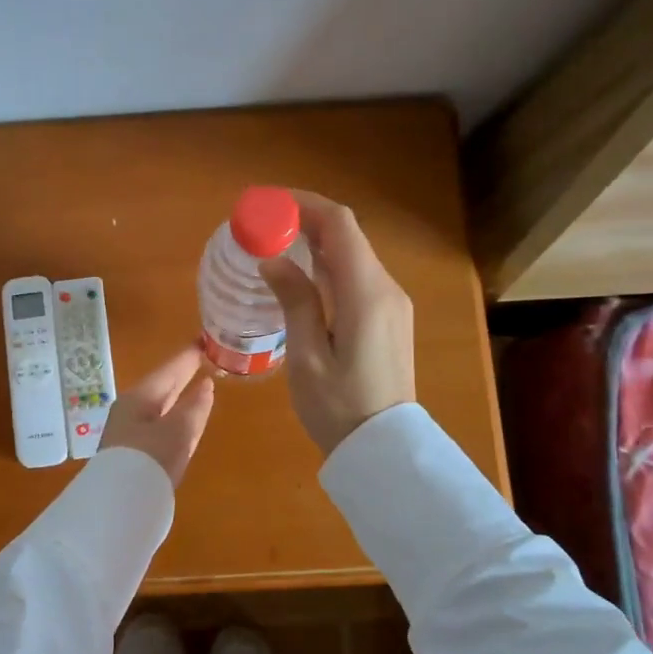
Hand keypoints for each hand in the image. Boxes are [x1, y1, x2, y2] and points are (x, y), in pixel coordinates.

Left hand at [97, 345, 215, 486]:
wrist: (120, 507)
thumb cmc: (149, 459)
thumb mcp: (178, 431)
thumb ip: (194, 408)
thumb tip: (206, 386)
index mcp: (138, 399)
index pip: (168, 371)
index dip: (187, 357)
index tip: (203, 342)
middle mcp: (131, 412)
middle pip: (161, 388)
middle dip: (182, 376)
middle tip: (203, 360)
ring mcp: (132, 435)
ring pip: (161, 409)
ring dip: (179, 398)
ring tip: (199, 386)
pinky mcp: (136, 456)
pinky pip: (160, 427)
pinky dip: (176, 418)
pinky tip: (186, 421)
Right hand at [258, 191, 415, 455]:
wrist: (384, 450)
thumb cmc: (339, 407)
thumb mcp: (307, 356)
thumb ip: (295, 300)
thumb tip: (272, 259)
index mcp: (366, 293)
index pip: (339, 225)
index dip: (303, 204)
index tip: (265, 203)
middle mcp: (385, 288)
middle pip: (347, 235)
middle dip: (304, 219)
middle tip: (260, 224)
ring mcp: (391, 303)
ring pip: (352, 254)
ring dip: (315, 241)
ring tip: (273, 243)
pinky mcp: (388, 318)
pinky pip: (357, 276)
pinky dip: (328, 263)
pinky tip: (301, 274)